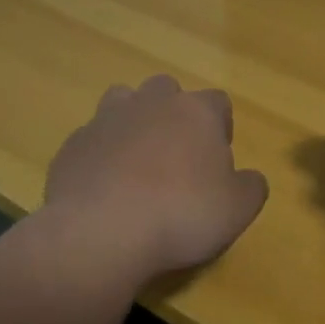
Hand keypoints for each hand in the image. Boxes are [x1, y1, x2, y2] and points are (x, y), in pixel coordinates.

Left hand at [45, 76, 268, 277]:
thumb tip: (248, 177)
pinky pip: (94, 140)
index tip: (217, 162)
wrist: (101, 232)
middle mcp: (150, 104)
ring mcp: (106, 120)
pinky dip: (102, 156)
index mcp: (196, 112)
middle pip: (167, 91)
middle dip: (174, 116)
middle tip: (178, 159)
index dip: (221, 129)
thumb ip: (251, 186)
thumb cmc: (182, 214)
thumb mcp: (238, 209)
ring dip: (134, 124)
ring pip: (124, 102)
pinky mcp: (73, 145)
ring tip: (138, 164)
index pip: (218, 102)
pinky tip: (106, 189)